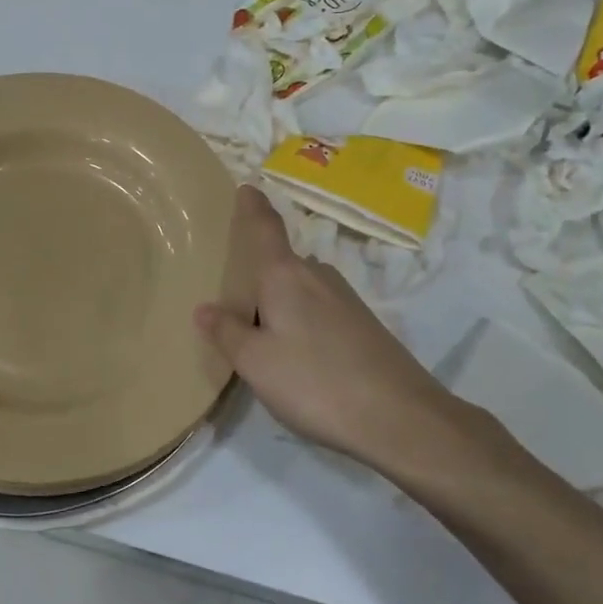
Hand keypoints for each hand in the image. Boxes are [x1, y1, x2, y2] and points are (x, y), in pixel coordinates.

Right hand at [194, 187, 510, 489]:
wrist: (398, 417)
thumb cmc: (315, 381)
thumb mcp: (256, 362)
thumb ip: (226, 333)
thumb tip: (204, 309)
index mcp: (286, 276)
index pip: (265, 229)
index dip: (252, 207)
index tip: (246, 187)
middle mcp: (317, 277)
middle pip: (281, 262)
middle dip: (258, 269)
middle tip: (230, 290)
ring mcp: (345, 300)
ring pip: (301, 287)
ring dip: (279, 297)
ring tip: (256, 324)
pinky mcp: (363, 325)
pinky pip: (319, 307)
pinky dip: (300, 316)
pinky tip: (294, 348)